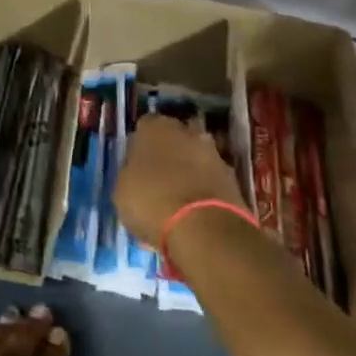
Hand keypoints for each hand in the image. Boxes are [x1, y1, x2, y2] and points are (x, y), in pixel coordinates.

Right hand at [114, 115, 245, 249]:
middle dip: (168, 153)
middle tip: (157, 178)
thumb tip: (137, 171)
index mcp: (155, 127)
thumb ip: (130, 173)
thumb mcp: (122, 189)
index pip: (144, 127)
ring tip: (177, 198)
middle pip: (174, 138)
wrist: (204, 228)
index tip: (135, 164)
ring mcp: (214, 153)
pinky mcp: (233, 179)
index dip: (139, 145)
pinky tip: (194, 210)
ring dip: (189, 171)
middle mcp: (186, 131)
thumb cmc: (151, 201)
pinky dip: (204, 189)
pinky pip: (210, 179)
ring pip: (195, 158)